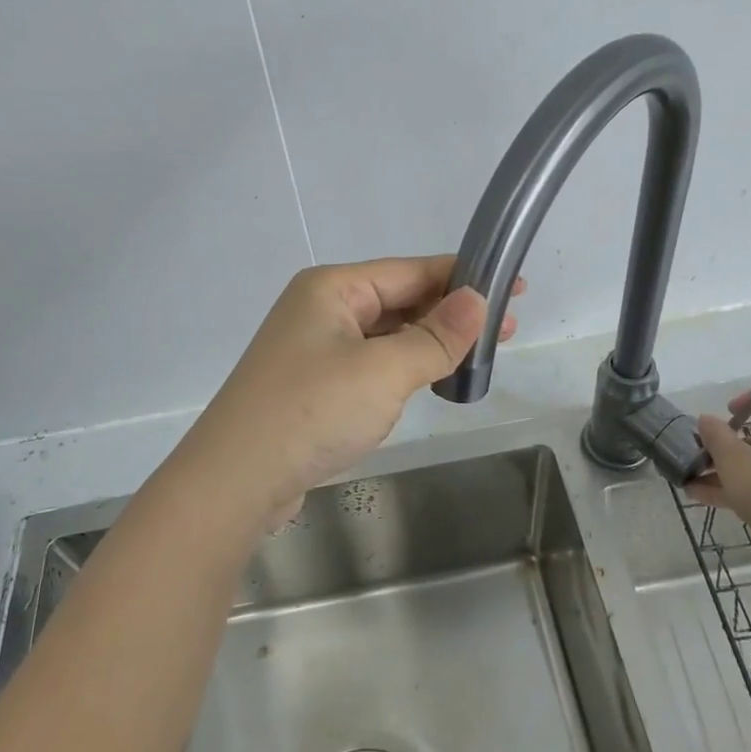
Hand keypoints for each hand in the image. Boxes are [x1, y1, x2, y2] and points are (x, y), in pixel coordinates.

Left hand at [167, 256, 519, 530]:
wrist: (235, 481)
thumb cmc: (311, 412)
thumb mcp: (384, 371)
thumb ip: (436, 336)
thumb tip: (478, 299)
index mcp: (332, 288)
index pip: (411, 271)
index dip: (465, 278)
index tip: (515, 288)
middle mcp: (320, 309)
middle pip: (399, 300)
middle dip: (451, 313)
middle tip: (507, 330)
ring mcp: (313, 348)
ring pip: (386, 335)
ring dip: (429, 342)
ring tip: (477, 356)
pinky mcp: (312, 386)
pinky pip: (370, 363)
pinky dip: (403, 367)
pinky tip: (429, 379)